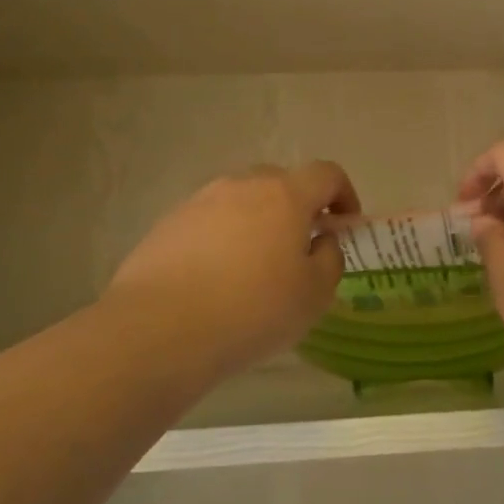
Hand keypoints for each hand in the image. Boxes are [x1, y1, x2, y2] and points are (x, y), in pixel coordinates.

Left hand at [106, 162, 358, 383]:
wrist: (159, 329)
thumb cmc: (252, 310)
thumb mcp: (314, 295)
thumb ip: (330, 259)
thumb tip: (322, 241)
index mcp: (285, 195)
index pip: (326, 174)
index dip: (344, 194)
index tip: (345, 225)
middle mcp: (242, 186)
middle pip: (281, 182)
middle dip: (298, 208)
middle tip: (300, 248)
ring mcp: (200, 202)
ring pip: (241, 201)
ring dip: (257, 223)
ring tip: (254, 268)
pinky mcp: (167, 224)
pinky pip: (209, 222)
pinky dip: (222, 240)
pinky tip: (216, 280)